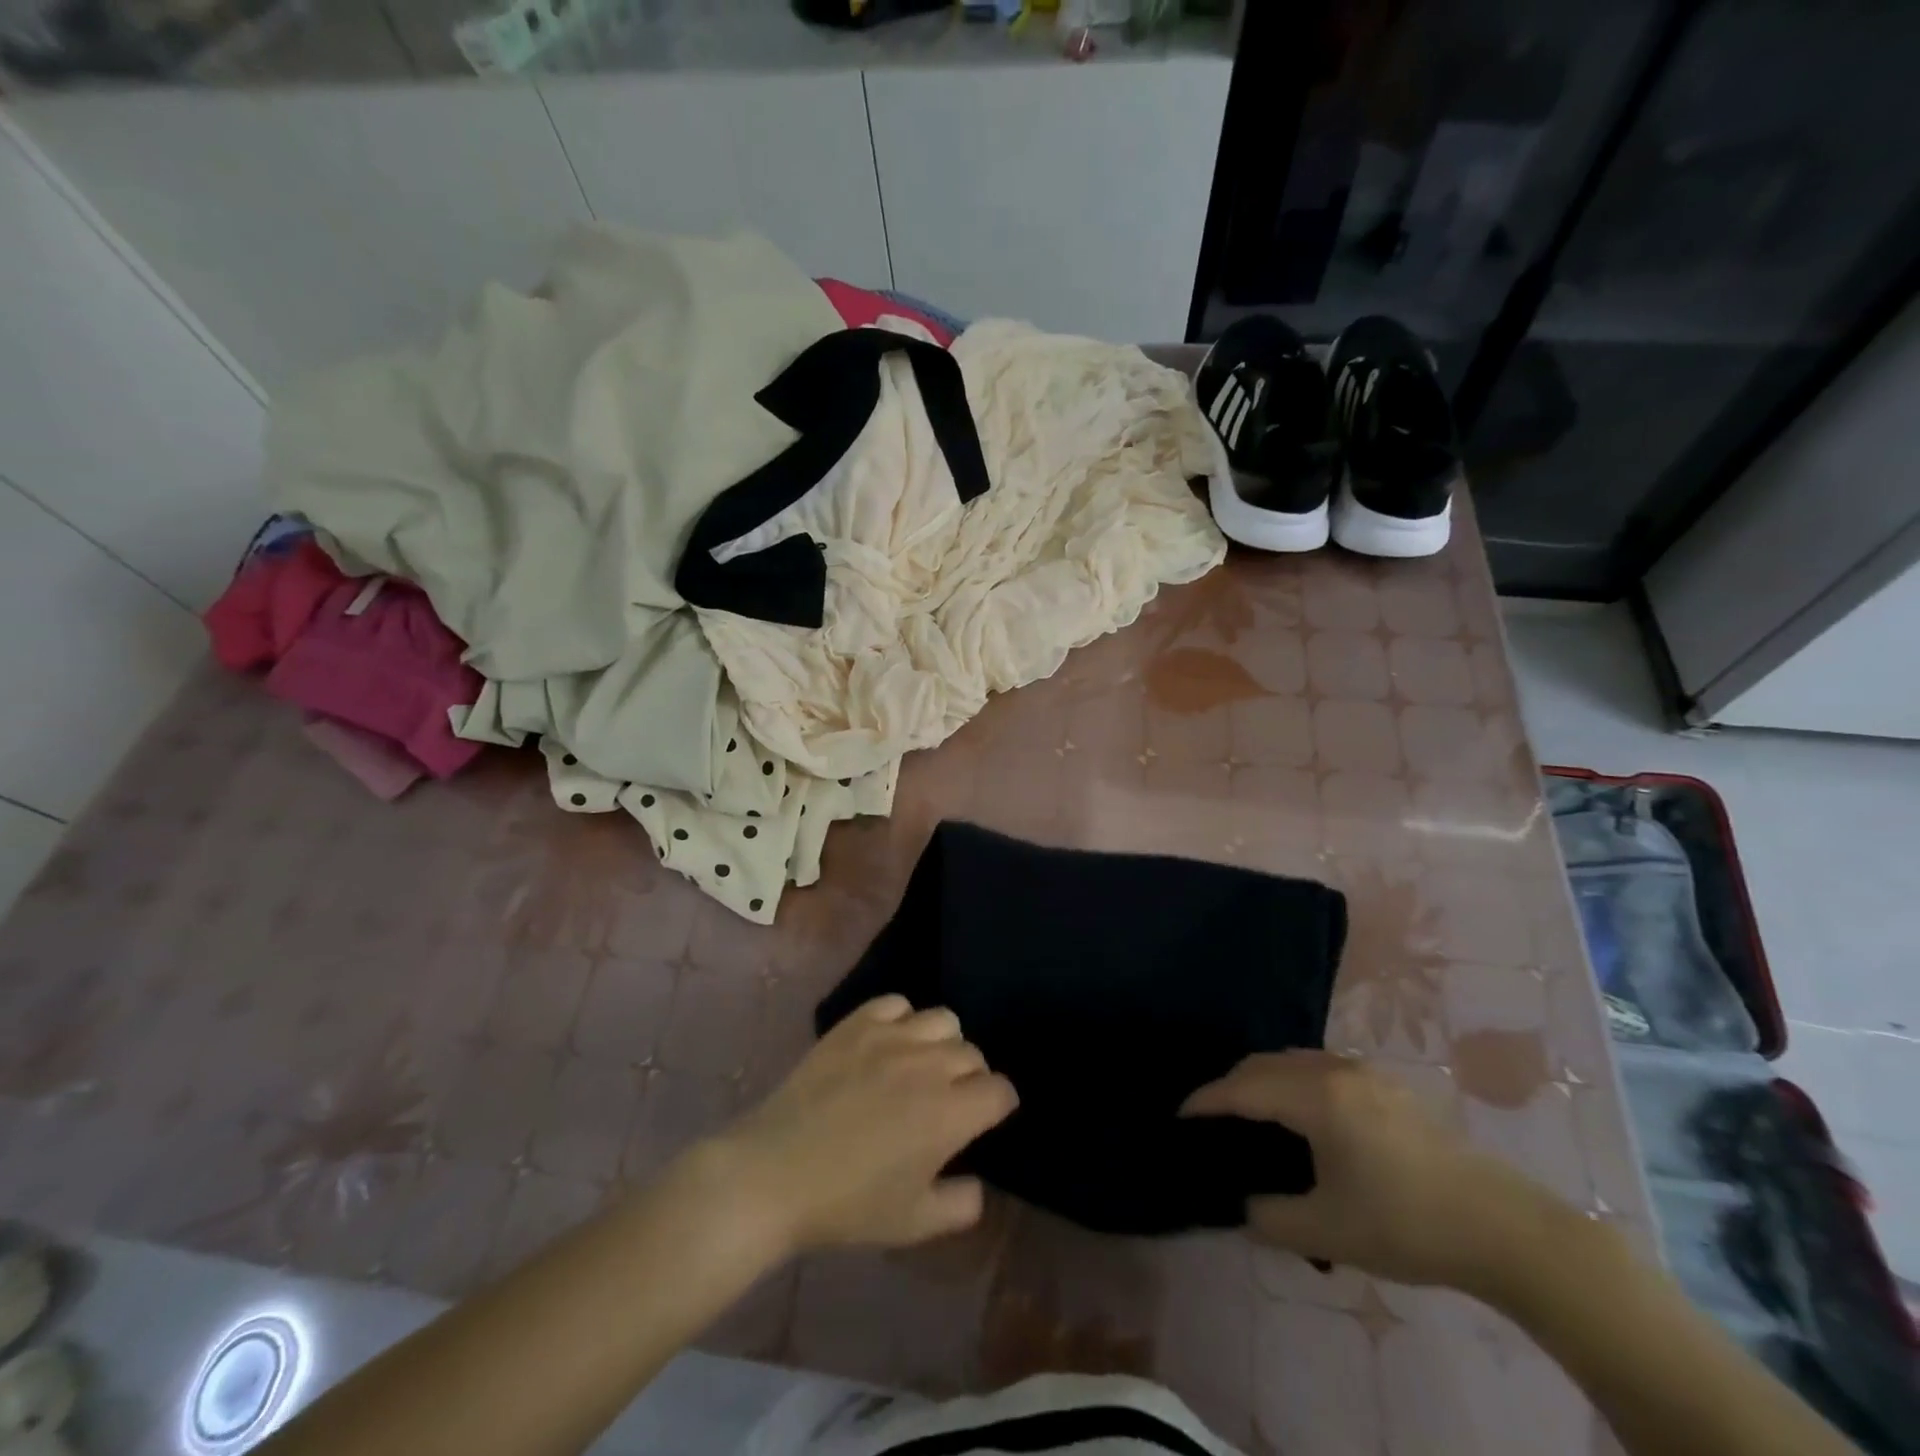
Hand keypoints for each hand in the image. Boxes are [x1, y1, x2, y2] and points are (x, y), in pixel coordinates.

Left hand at [710, 995, 1017, 1257]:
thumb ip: (961, 1205)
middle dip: (970, 1077)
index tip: (982, 1121)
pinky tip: (887, 1045)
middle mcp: (929, 1065)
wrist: (774, 1174)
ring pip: (942, 1020)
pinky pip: (897, 1004)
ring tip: (920, 1067)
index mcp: (950, 1113)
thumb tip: (978, 1183)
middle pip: (973, 1053)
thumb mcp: (913, 1224)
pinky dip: (901, 1020)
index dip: (997, 1107)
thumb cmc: (847, 1205)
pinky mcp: (857, 1023)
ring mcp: (891, 1037)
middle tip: (946, 1102)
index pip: (1000, 1091)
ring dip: (942, 1044)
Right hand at [1183, 1050, 1568, 1293]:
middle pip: (1264, 1064)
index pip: (1243, 1089)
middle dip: (1230, 1086)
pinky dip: (1292, 1080)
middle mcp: (1335, 1071)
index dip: (1207, 1100)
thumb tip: (1248, 1203)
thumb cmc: (1406, 1224)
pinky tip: (1300, 1112)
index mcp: (1316, 1097)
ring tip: (1250, 1113)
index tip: (1180, 1116)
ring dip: (1263, 1079)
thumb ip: (1271, 1216)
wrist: (1502, 1228)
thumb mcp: (1328, 1231)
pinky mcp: (1387, 1086)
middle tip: (1211, 1118)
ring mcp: (1364, 1073)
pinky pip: (1319, 1068)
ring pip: (1293, 1061)